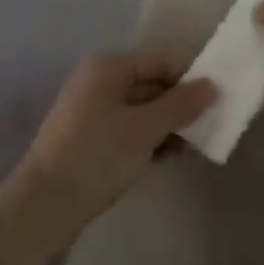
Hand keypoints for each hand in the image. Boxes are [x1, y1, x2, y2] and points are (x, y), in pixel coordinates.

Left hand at [8, 52, 216, 243]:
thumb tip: (212, 85)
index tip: (219, 99)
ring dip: (166, 124)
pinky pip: (127, 127)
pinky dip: (147, 138)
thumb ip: (180, 105)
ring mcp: (90, 108)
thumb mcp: (144, 129)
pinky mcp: (87, 136)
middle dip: (179, 104)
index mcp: (108, 66)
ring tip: (195, 146)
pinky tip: (168, 157)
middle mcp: (98, 79)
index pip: (160, 60)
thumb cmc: (97, 156)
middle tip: (212, 126)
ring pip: (139, 108)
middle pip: (150, 82)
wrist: (44, 204)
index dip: (190, 77)